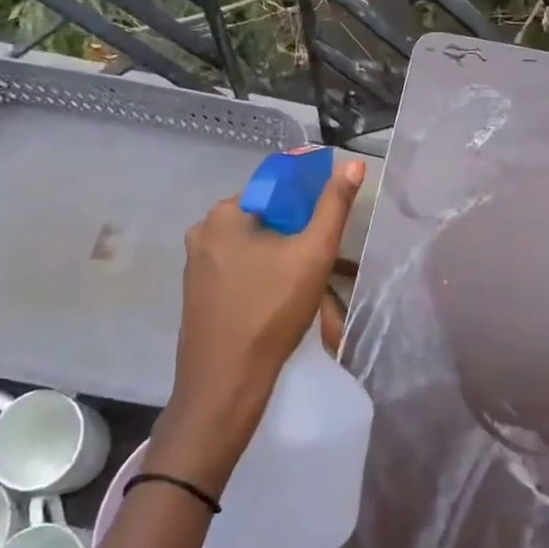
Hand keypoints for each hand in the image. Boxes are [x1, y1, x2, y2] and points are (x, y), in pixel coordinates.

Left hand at [150, 157, 366, 492]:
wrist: (225, 383)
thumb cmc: (271, 310)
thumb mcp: (313, 253)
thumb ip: (334, 206)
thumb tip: (352, 164)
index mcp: (224, 214)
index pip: (276, 187)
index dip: (309, 198)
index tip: (330, 221)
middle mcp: (203, 232)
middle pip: (265, 220)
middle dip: (298, 237)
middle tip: (324, 264)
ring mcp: (197, 266)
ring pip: (254, 249)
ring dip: (284, 262)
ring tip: (311, 291)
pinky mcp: (199, 294)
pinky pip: (240, 272)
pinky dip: (264, 279)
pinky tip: (284, 303)